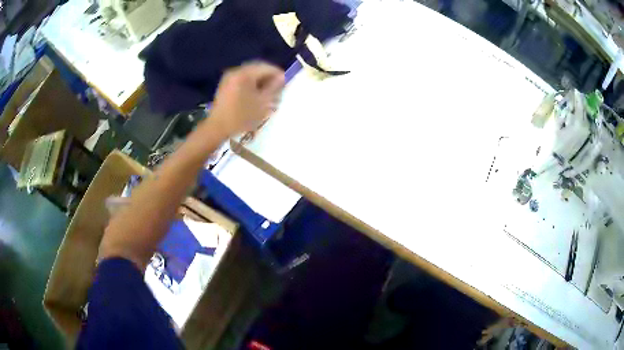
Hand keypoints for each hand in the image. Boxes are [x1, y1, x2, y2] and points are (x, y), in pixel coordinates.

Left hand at [211, 62, 284, 135]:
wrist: (217, 128)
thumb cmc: (241, 117)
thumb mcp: (262, 103)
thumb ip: (273, 88)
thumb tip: (282, 78)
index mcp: (245, 74)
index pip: (266, 67)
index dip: (278, 74)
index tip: (286, 83)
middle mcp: (236, 71)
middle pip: (257, 69)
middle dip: (269, 76)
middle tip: (279, 87)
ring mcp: (229, 78)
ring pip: (250, 74)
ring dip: (260, 80)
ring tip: (268, 92)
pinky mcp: (225, 86)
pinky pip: (242, 79)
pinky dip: (251, 84)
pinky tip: (256, 94)